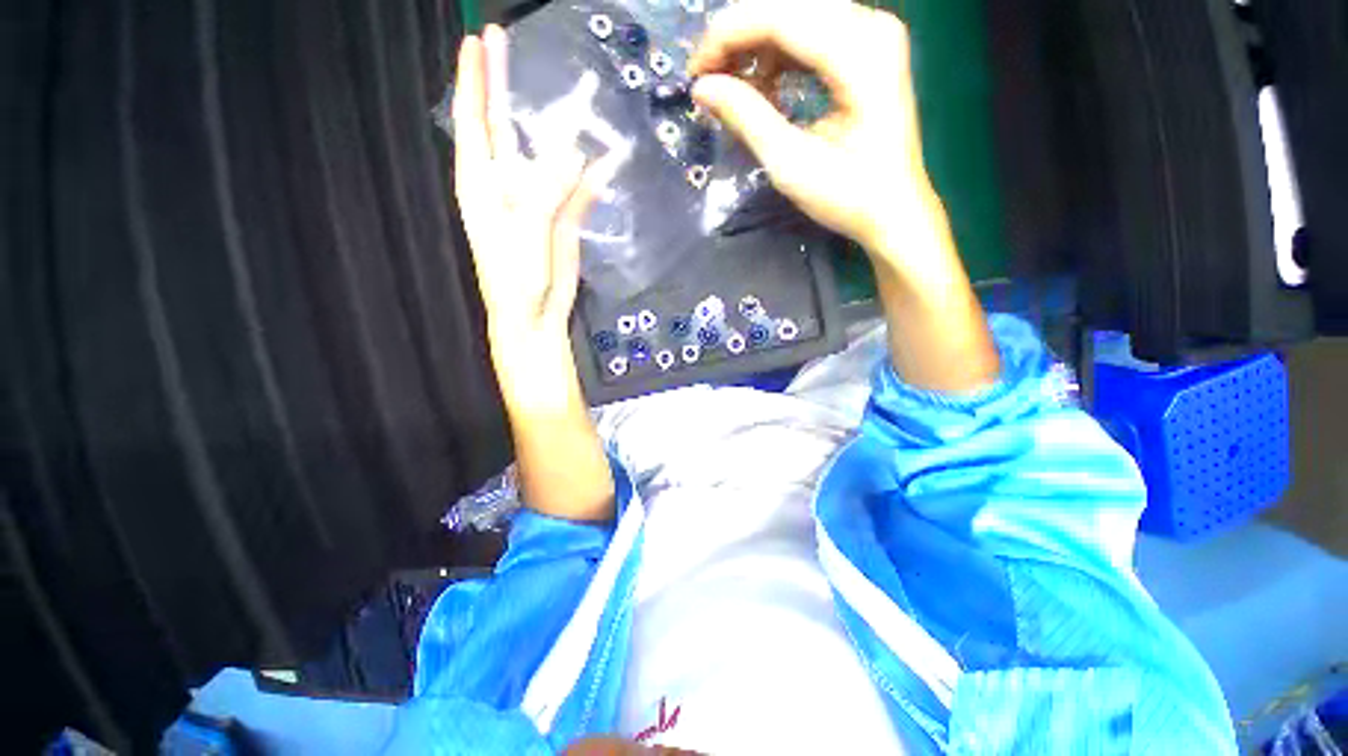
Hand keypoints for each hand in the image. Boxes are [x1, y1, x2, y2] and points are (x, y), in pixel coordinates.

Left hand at [453, 25, 603, 343]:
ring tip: (582, 98)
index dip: (474, 81)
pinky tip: (611, 162)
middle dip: (509, 86)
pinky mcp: (565, 218)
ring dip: (565, 131)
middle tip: (510, 42)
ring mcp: (540, 200)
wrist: (537, 316)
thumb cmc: (516, 279)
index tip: (475, 41)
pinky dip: (594, 177)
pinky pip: (580, 189)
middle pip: (508, 127)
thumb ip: (544, 193)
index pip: (474, 122)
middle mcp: (508, 184)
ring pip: (551, 156)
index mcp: (482, 184)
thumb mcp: (525, 234)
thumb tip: (573, 153)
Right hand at [689, 1, 934, 276]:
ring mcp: (874, 36)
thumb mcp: (791, 163)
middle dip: (740, 38)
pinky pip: (814, 33)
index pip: (781, 17)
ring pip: (799, 17)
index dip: (728, 36)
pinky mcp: (869, 51)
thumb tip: (702, 88)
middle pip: (789, 8)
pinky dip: (781, 56)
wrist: (894, 211)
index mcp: (860, 53)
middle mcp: (872, 27)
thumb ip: (746, 118)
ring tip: (732, 87)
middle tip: (708, 79)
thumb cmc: (848, 196)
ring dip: (758, 47)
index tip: (694, 72)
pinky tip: (765, 87)